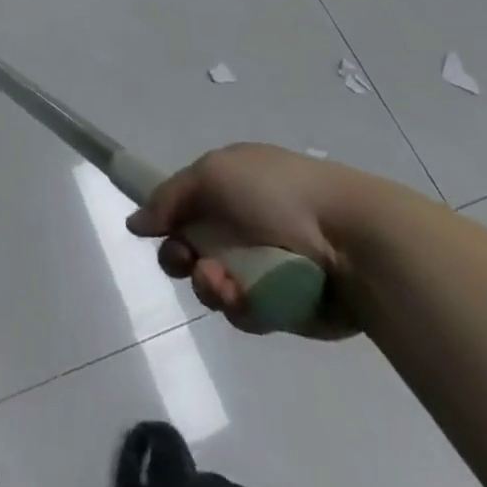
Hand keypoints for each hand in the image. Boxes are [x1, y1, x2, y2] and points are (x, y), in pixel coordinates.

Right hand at [126, 143, 382, 339]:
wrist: (351, 240)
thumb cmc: (278, 194)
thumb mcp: (213, 174)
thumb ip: (169, 198)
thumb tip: (135, 223)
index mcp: (231, 184)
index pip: (183, 205)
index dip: (165, 221)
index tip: (157, 234)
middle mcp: (242, 223)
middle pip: (191, 249)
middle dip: (181, 259)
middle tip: (189, 262)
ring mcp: (262, 266)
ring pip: (213, 285)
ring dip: (209, 285)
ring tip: (225, 285)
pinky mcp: (282, 305)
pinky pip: (244, 312)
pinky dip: (241, 306)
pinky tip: (249, 300)